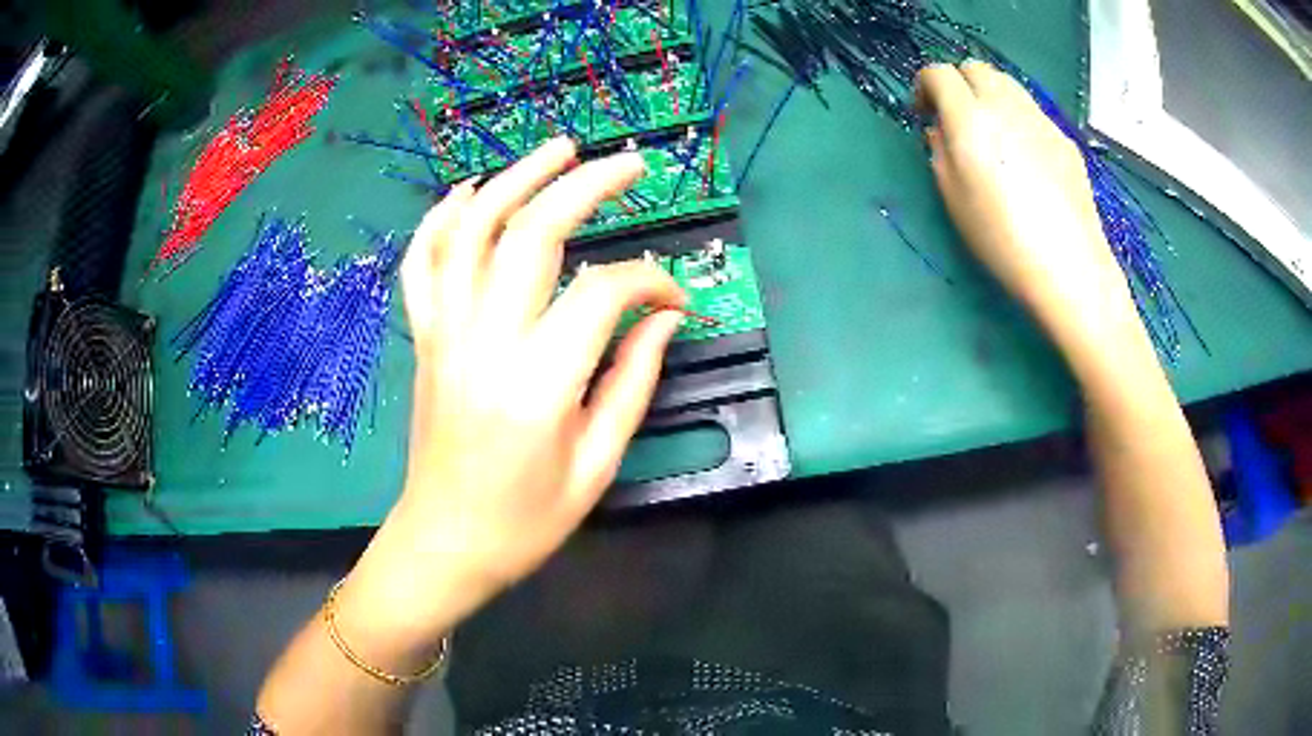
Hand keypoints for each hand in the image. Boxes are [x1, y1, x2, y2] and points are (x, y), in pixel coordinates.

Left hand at [338, 138, 686, 666]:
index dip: (651, 281)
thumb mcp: (597, 464)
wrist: (445, 542)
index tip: (676, 296)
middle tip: (628, 163)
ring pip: (472, 230)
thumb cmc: (526, 520)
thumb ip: (633, 380)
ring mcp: (444, 333)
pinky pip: (422, 263)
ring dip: (515, 178)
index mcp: (539, 383)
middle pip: (533, 233)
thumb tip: (666, 316)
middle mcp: (485, 342)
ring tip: (557, 147)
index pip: (604, 293)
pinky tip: (467, 192)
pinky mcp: (423, 337)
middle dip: (587, 185)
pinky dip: (441, 218)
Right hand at [915, 61, 1140, 353]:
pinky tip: (1024, 158)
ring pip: (1006, 84)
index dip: (924, 86)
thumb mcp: (953, 199)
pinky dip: (1017, 118)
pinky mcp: (1063, 138)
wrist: (1070, 268)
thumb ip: (940, 151)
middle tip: (957, 119)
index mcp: (971, 118)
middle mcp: (1005, 105)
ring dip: (989, 96)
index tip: (924, 114)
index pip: (938, 74)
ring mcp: (1040, 119)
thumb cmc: (1003, 240)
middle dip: (959, 84)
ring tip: (991, 135)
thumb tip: (941, 130)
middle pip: (975, 67)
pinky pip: (1031, 111)